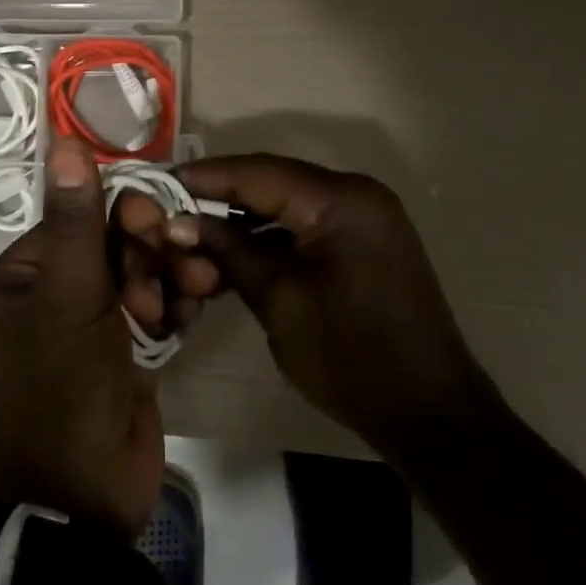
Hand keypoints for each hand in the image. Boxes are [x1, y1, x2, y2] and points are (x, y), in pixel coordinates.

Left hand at [0, 138, 165, 537]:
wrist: (82, 500)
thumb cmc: (62, 390)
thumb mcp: (69, 298)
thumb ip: (75, 220)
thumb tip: (63, 139)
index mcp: (22, 277)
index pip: (77, 220)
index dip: (120, 217)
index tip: (156, 227)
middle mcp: (51, 296)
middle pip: (112, 245)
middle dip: (152, 251)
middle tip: (185, 263)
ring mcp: (90, 327)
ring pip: (139, 276)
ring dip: (171, 275)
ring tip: (199, 287)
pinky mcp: (125, 353)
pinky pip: (154, 310)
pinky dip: (176, 304)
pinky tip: (195, 309)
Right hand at [128, 154, 501, 451]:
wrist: (429, 412)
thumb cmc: (351, 357)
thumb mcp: (278, 301)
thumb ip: (229, 252)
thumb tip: (179, 222)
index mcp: (341, 201)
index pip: (257, 172)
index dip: (203, 177)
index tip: (156, 184)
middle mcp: (356, 194)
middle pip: (271, 181)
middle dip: (219, 197)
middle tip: (170, 212)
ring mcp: (364, 217)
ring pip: (286, 202)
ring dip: (242, 219)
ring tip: (194, 237)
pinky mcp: (364, 241)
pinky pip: (305, 224)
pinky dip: (269, 236)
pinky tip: (233, 254)